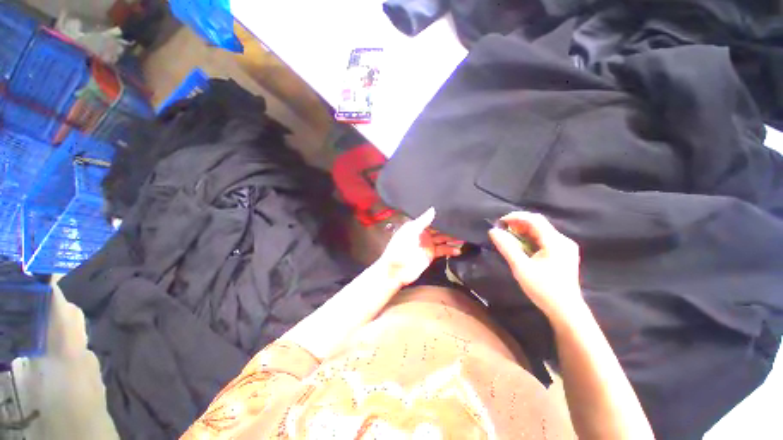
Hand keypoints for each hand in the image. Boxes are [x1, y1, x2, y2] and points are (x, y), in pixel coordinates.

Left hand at [377, 207, 462, 286]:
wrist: (396, 270)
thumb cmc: (400, 247)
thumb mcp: (411, 231)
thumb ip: (423, 221)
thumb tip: (433, 209)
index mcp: (417, 226)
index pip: (431, 219)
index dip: (441, 217)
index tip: (453, 213)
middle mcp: (424, 234)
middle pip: (439, 229)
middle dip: (449, 227)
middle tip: (463, 225)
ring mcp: (428, 244)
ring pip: (443, 239)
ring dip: (452, 239)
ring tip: (465, 237)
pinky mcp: (431, 255)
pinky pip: (443, 250)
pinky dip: (450, 250)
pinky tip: (459, 250)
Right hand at [489, 211, 584, 324]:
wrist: (565, 311)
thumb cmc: (543, 289)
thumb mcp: (521, 267)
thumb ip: (507, 247)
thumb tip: (493, 231)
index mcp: (555, 242)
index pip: (535, 220)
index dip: (516, 217)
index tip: (499, 222)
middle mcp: (562, 241)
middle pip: (538, 224)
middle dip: (518, 224)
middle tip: (502, 230)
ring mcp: (564, 248)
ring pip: (540, 232)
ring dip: (523, 232)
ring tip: (508, 238)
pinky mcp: (562, 255)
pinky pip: (543, 240)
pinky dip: (530, 239)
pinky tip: (521, 247)